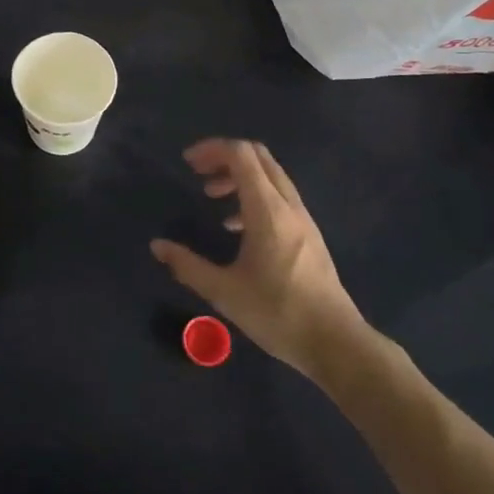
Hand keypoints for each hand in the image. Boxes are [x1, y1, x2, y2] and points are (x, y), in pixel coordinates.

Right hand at [151, 139, 371, 379]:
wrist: (336, 343)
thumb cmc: (278, 314)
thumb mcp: (224, 292)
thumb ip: (188, 265)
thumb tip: (158, 246)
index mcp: (267, 211)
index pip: (242, 155)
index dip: (212, 149)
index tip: (188, 162)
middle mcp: (288, 206)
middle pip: (259, 157)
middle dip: (224, 157)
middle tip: (198, 173)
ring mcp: (302, 219)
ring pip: (271, 176)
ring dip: (239, 176)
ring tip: (212, 197)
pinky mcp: (308, 235)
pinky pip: (279, 196)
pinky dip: (254, 194)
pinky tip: (237, 226)